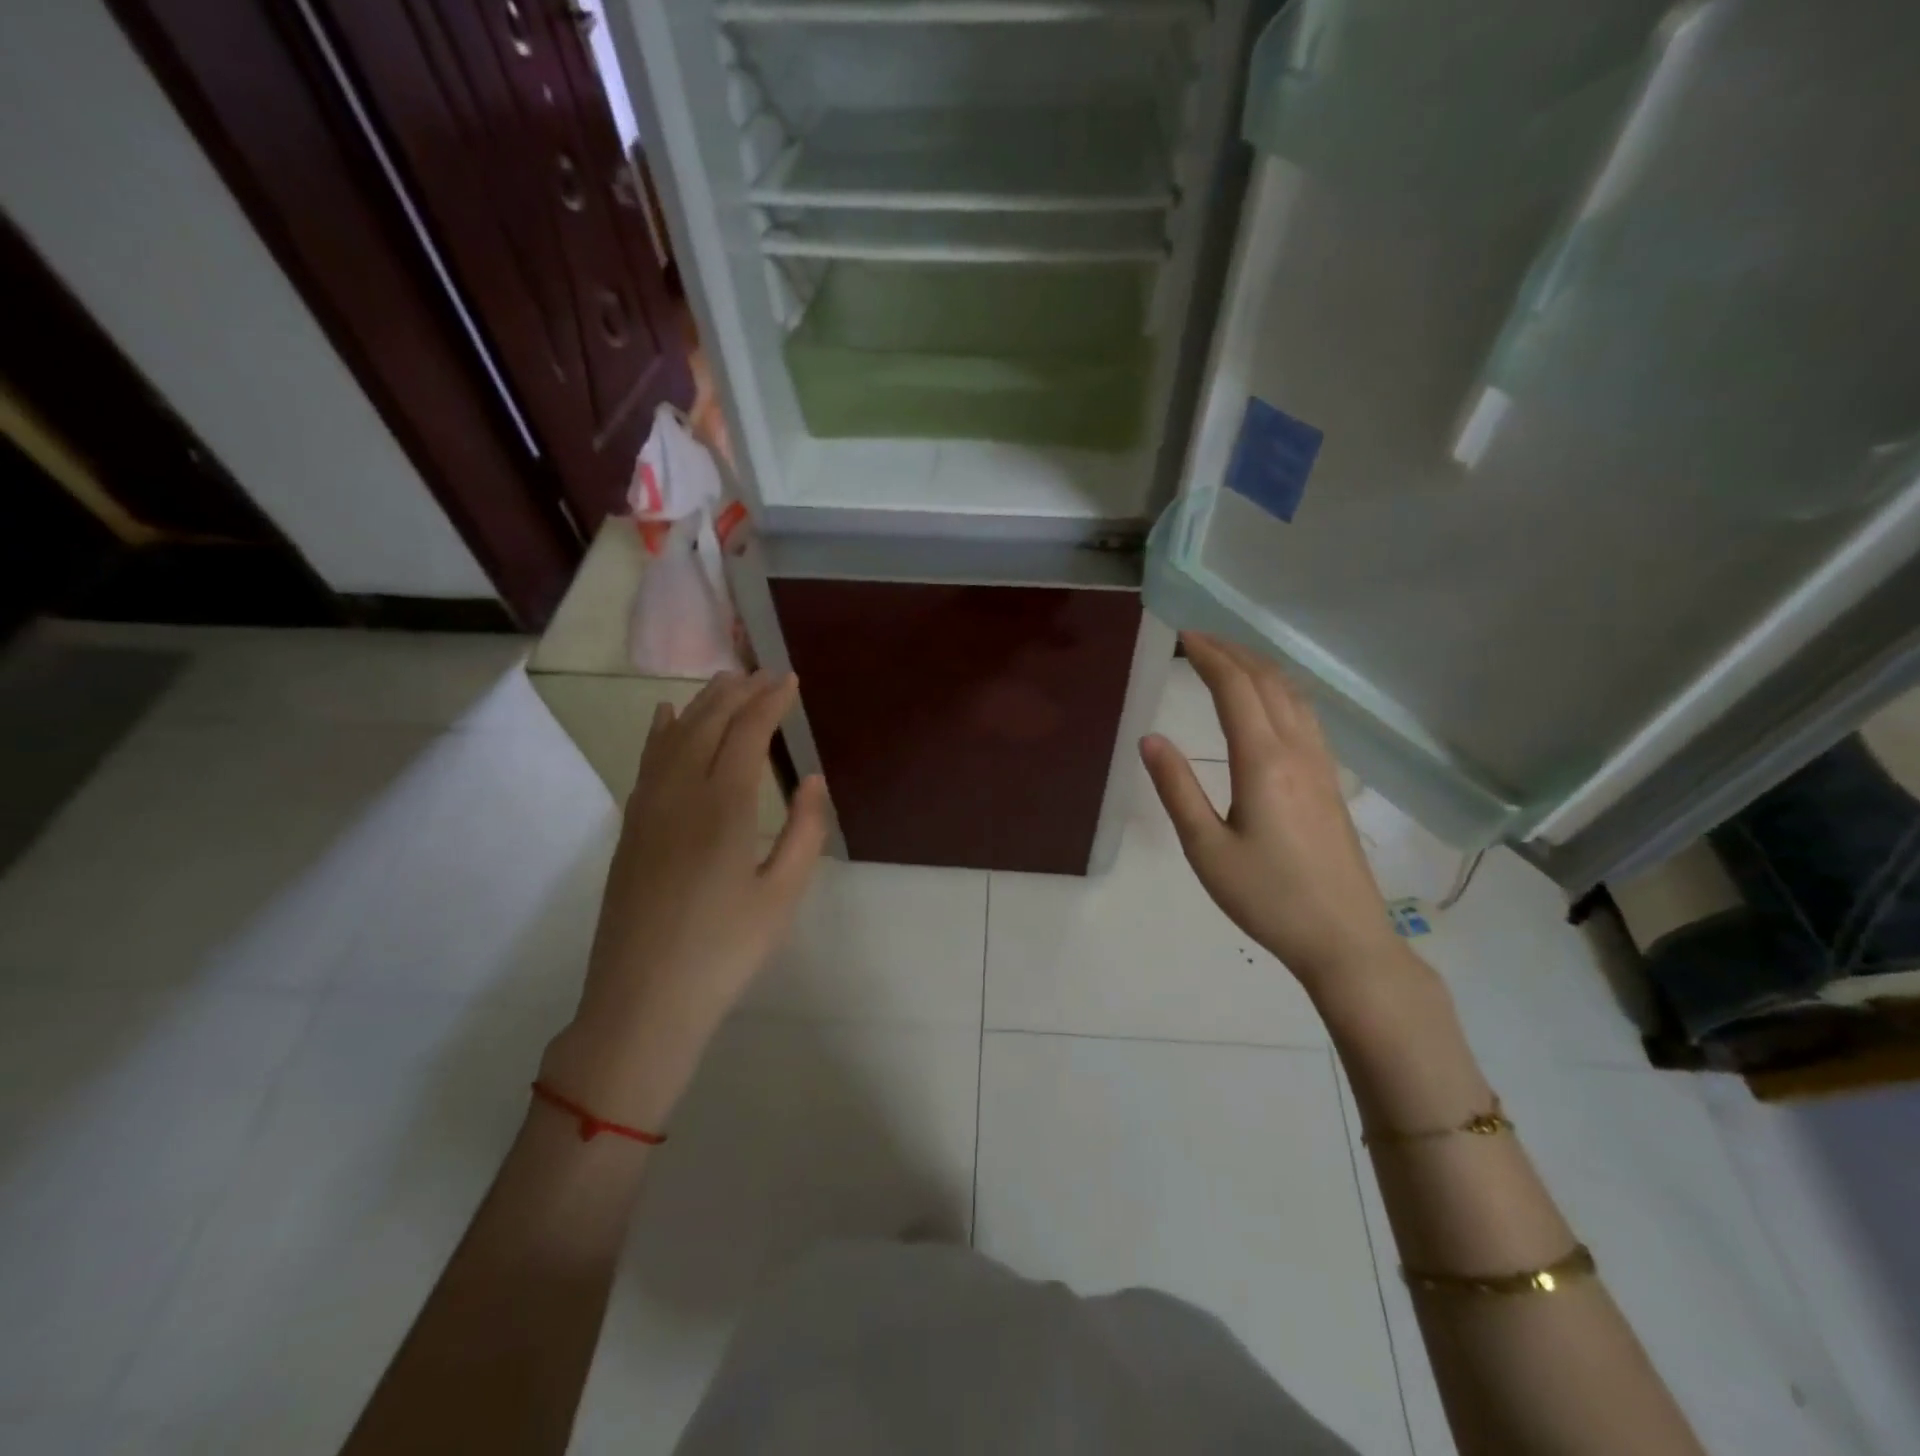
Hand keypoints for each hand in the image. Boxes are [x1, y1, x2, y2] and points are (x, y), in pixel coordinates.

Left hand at [541, 670, 829, 1128]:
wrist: (643, 999)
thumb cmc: (725, 950)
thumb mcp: (782, 895)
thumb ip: (804, 831)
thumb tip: (812, 778)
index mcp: (724, 807)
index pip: (747, 733)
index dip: (770, 701)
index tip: (789, 679)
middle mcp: (681, 794)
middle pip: (708, 724)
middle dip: (738, 692)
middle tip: (763, 672)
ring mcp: (649, 809)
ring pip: (674, 736)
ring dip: (702, 703)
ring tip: (724, 681)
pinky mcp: (631, 828)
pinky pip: (647, 762)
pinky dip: (660, 731)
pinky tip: (665, 716)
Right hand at [1140, 633, 1407, 1002]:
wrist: (1344, 938)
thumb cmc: (1267, 897)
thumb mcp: (1206, 849)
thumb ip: (1177, 789)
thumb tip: (1150, 739)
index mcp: (1262, 762)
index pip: (1235, 689)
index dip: (1209, 656)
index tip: (1183, 635)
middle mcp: (1297, 751)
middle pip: (1267, 681)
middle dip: (1233, 652)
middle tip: (1199, 638)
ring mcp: (1321, 764)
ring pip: (1293, 695)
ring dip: (1260, 667)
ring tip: (1230, 658)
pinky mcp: (1332, 781)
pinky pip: (1306, 715)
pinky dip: (1281, 690)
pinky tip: (1271, 700)